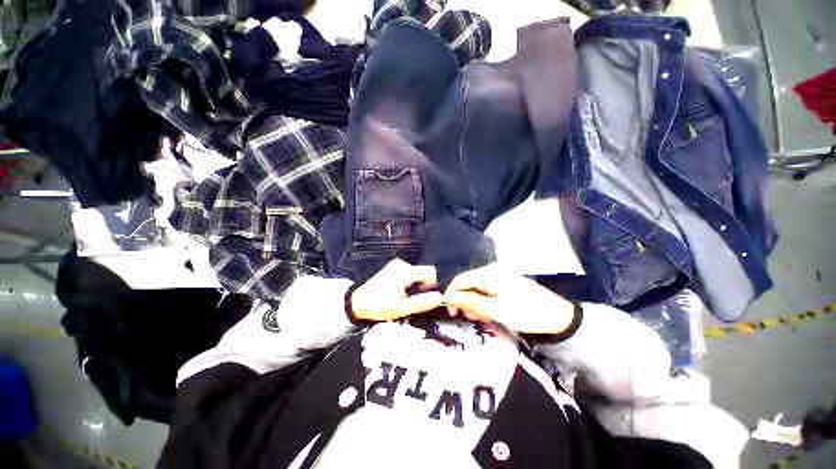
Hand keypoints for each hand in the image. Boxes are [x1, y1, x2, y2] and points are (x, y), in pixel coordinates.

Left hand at [350, 258, 443, 321]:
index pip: (430, 271)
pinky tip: (398, 292)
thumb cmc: (379, 306)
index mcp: (405, 271)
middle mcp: (402, 264)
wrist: (358, 302)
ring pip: (416, 274)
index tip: (423, 296)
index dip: (432, 285)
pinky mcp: (393, 268)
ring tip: (403, 298)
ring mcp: (396, 265)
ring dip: (414, 286)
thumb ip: (422, 303)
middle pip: (423, 273)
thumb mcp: (402, 308)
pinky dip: (408, 283)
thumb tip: (439, 297)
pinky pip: (409, 273)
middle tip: (410, 300)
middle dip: (421, 287)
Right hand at [443, 264, 574, 334]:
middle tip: (466, 317)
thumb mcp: (495, 309)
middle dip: (464, 300)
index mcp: (489, 273)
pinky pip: (487, 291)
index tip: (449, 311)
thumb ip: (470, 301)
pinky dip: (484, 302)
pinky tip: (489, 312)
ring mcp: (499, 277)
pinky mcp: (505, 284)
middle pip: (468, 283)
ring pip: (477, 288)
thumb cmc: (525, 312)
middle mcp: (492, 271)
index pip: (461, 280)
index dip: (451, 294)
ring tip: (480, 317)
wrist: (558, 317)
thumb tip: (448, 297)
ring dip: (474, 303)